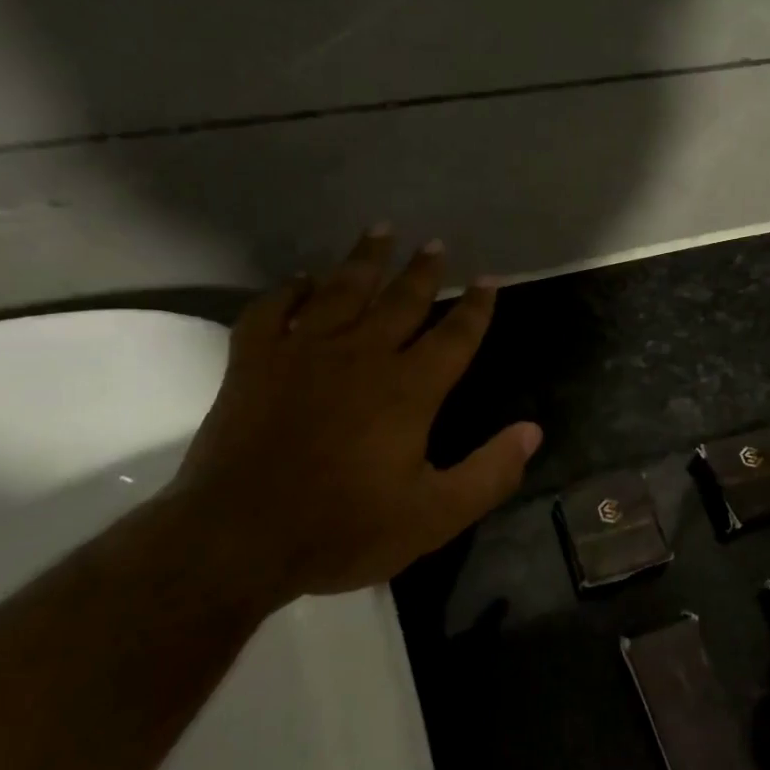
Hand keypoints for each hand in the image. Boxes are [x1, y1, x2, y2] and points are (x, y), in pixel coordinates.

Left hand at [168, 228, 541, 604]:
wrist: (237, 540)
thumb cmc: (343, 529)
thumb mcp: (434, 516)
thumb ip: (490, 473)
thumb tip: (532, 431)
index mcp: (408, 389)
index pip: (454, 336)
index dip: (476, 307)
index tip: (489, 280)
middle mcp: (361, 356)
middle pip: (400, 301)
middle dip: (423, 271)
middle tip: (436, 244)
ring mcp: (303, 354)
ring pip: (341, 291)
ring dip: (364, 260)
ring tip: (381, 230)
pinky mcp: (254, 363)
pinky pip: (272, 311)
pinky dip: (288, 291)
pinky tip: (301, 280)